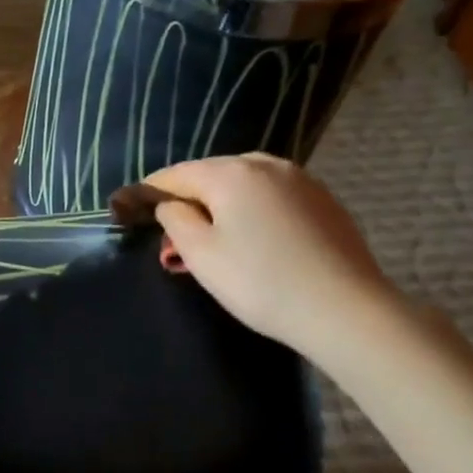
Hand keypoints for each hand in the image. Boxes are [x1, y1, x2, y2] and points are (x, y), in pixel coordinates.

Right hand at [145, 154, 403, 367]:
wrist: (343, 308)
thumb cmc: (259, 282)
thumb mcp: (201, 254)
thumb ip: (176, 220)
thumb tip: (171, 204)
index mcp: (231, 173)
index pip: (177, 174)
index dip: (150, 191)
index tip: (130, 207)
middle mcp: (267, 164)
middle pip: (212, 175)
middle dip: (188, 200)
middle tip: (172, 236)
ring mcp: (301, 180)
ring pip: (244, 185)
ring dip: (221, 206)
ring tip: (211, 239)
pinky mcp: (323, 201)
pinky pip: (272, 197)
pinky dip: (251, 212)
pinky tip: (252, 240)